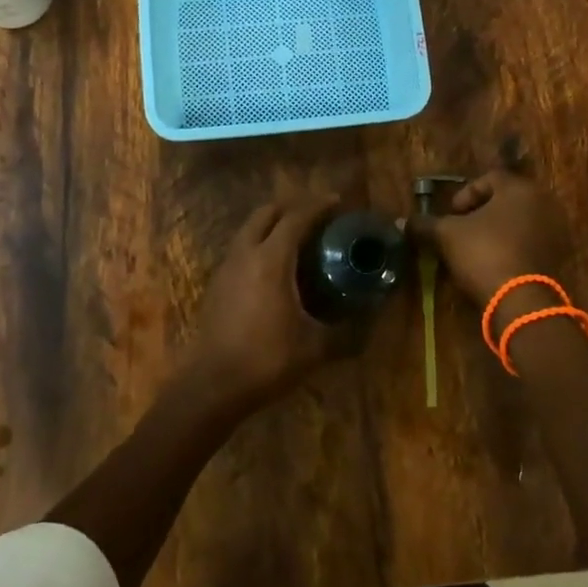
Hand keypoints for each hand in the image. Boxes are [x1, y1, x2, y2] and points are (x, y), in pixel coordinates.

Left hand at [190, 194, 346, 411]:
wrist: (213, 385)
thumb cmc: (267, 360)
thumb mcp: (315, 348)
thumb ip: (348, 333)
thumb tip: (374, 323)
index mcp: (271, 259)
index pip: (296, 218)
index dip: (318, 206)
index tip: (337, 202)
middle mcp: (245, 253)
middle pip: (267, 213)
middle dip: (292, 207)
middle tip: (317, 216)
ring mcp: (226, 267)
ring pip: (249, 229)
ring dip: (272, 224)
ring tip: (297, 238)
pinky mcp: (217, 284)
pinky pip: (241, 248)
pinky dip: (259, 243)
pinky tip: (274, 267)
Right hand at [409, 168, 566, 307]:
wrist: (521, 301)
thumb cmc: (484, 253)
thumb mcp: (447, 235)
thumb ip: (425, 224)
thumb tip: (401, 221)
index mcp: (519, 188)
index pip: (489, 178)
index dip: (465, 195)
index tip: (452, 215)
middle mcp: (543, 202)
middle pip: (505, 200)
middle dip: (481, 213)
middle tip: (461, 231)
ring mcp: (556, 230)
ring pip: (518, 222)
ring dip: (497, 231)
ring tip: (475, 250)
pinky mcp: (559, 256)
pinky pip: (530, 242)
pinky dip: (512, 247)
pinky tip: (494, 264)